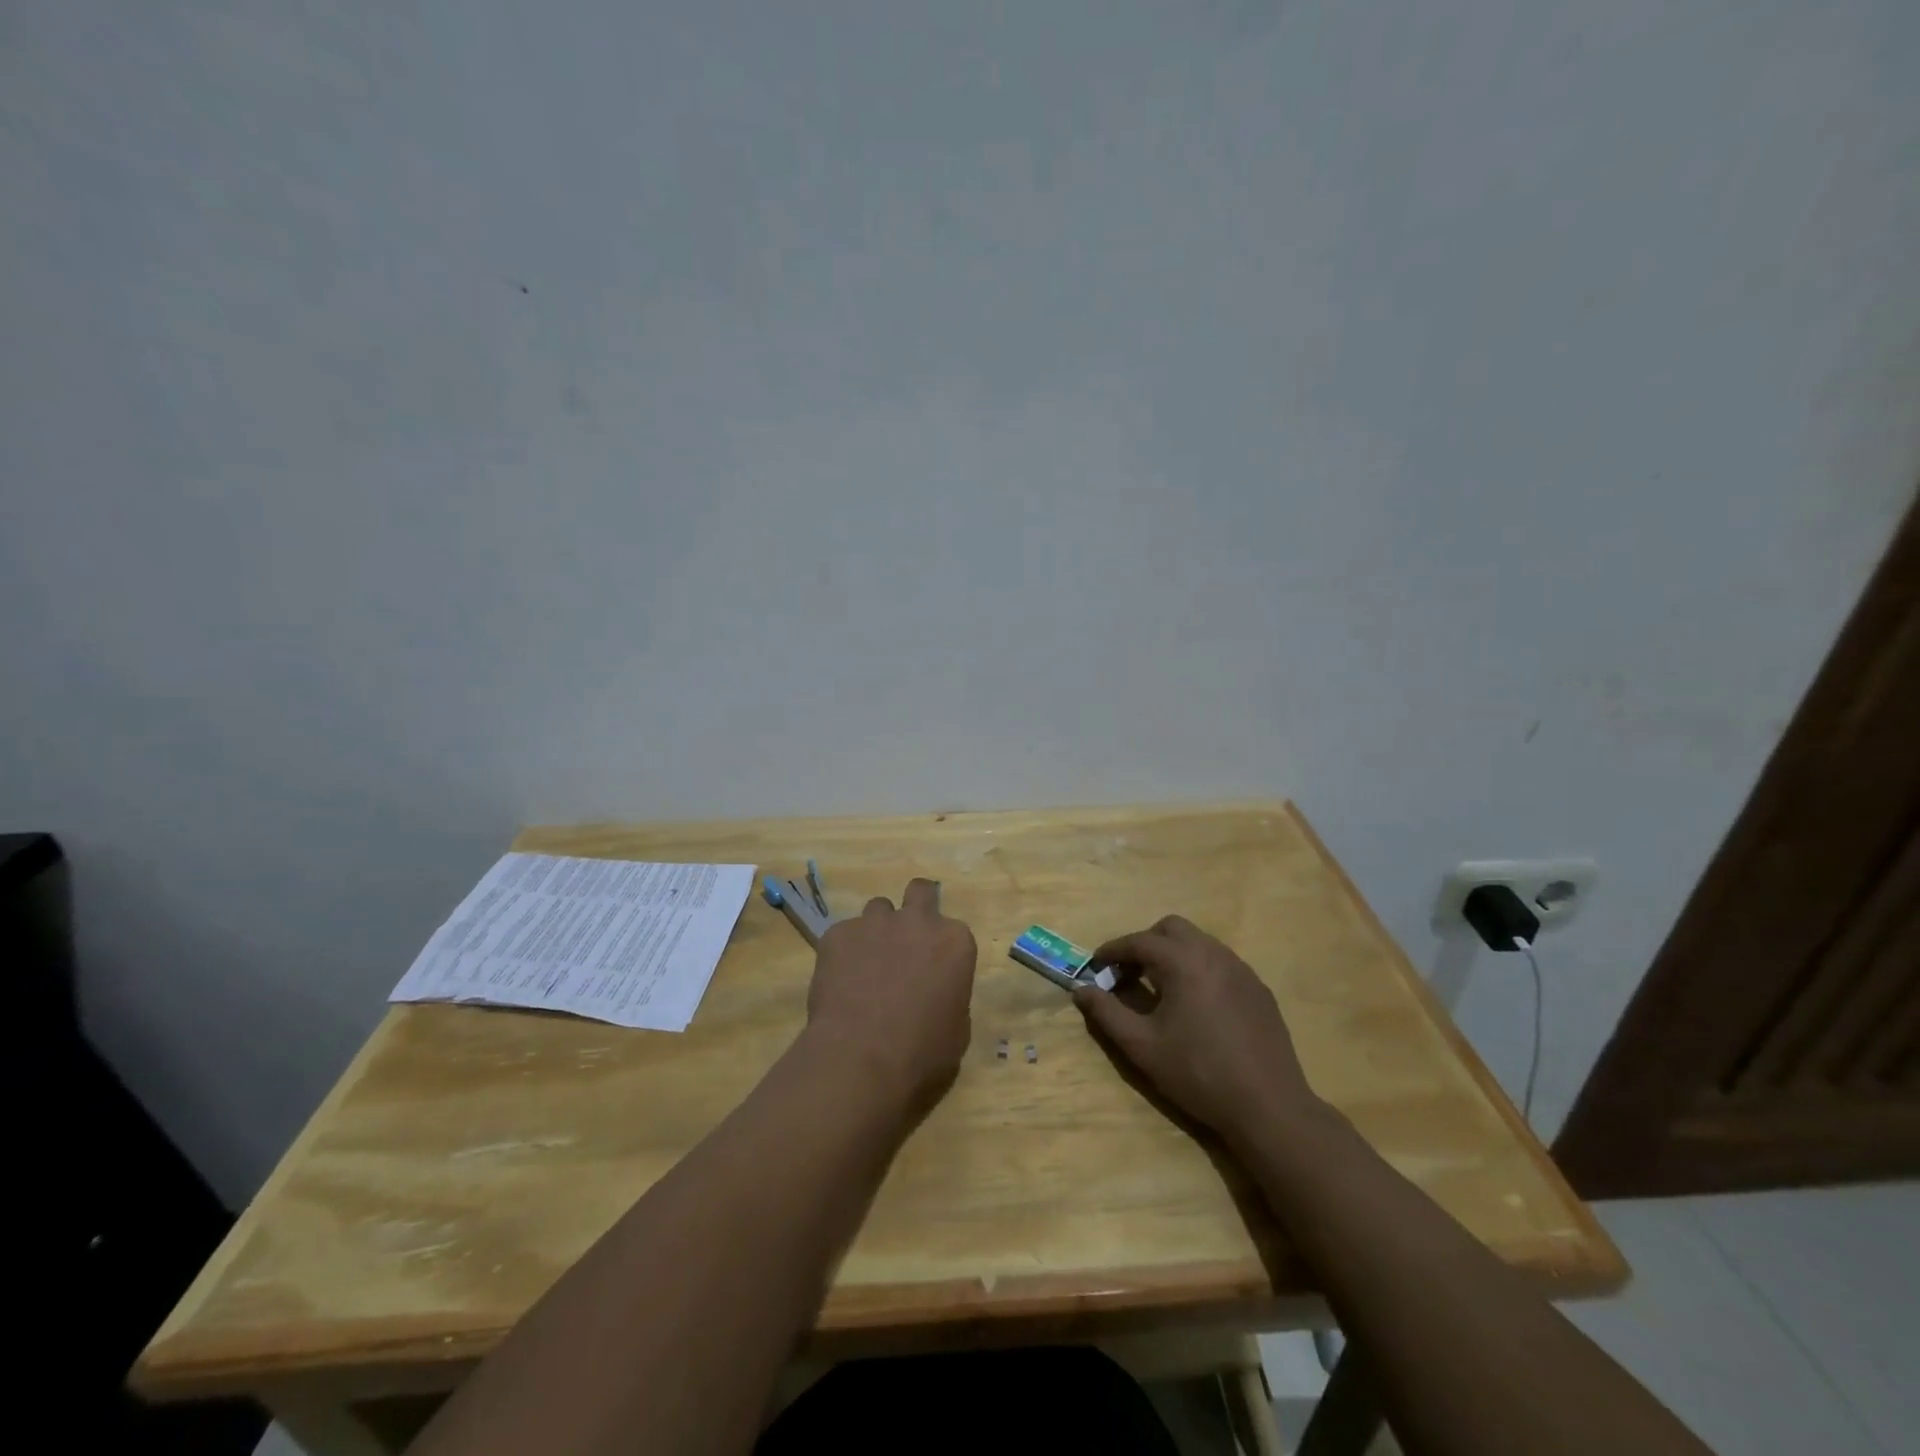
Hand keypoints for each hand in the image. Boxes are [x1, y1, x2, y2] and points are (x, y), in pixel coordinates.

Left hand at [805, 879, 976, 1115]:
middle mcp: (918, 921)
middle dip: (914, 907)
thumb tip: (936, 995)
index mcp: (955, 942)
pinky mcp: (837, 933)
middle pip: (919, 891)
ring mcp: (875, 922)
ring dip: (877, 931)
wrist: (861, 1059)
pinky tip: (839, 983)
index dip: (941, 951)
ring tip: (866, 966)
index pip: (953, 932)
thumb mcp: (957, 1030)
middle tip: (905, 940)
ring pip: (878, 910)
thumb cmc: (922, 1053)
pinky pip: (843, 934)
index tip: (933, 973)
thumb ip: (950, 996)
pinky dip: (843, 952)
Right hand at [1074, 915, 1322, 1145]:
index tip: (1096, 966)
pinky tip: (1196, 1004)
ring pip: (1199, 942)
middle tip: (1129, 974)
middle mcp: (1213, 954)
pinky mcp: (1259, 989)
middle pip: (1171, 928)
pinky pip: (1221, 962)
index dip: (1112, 951)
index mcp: (1183, 962)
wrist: (1268, 1106)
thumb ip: (1106, 1013)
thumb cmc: (1198, 1074)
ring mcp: (1241, 969)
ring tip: (1160, 988)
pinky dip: (1199, 968)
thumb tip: (1081, 990)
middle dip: (1145, 943)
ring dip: (1173, 954)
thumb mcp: (1142, 1046)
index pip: (1138, 941)